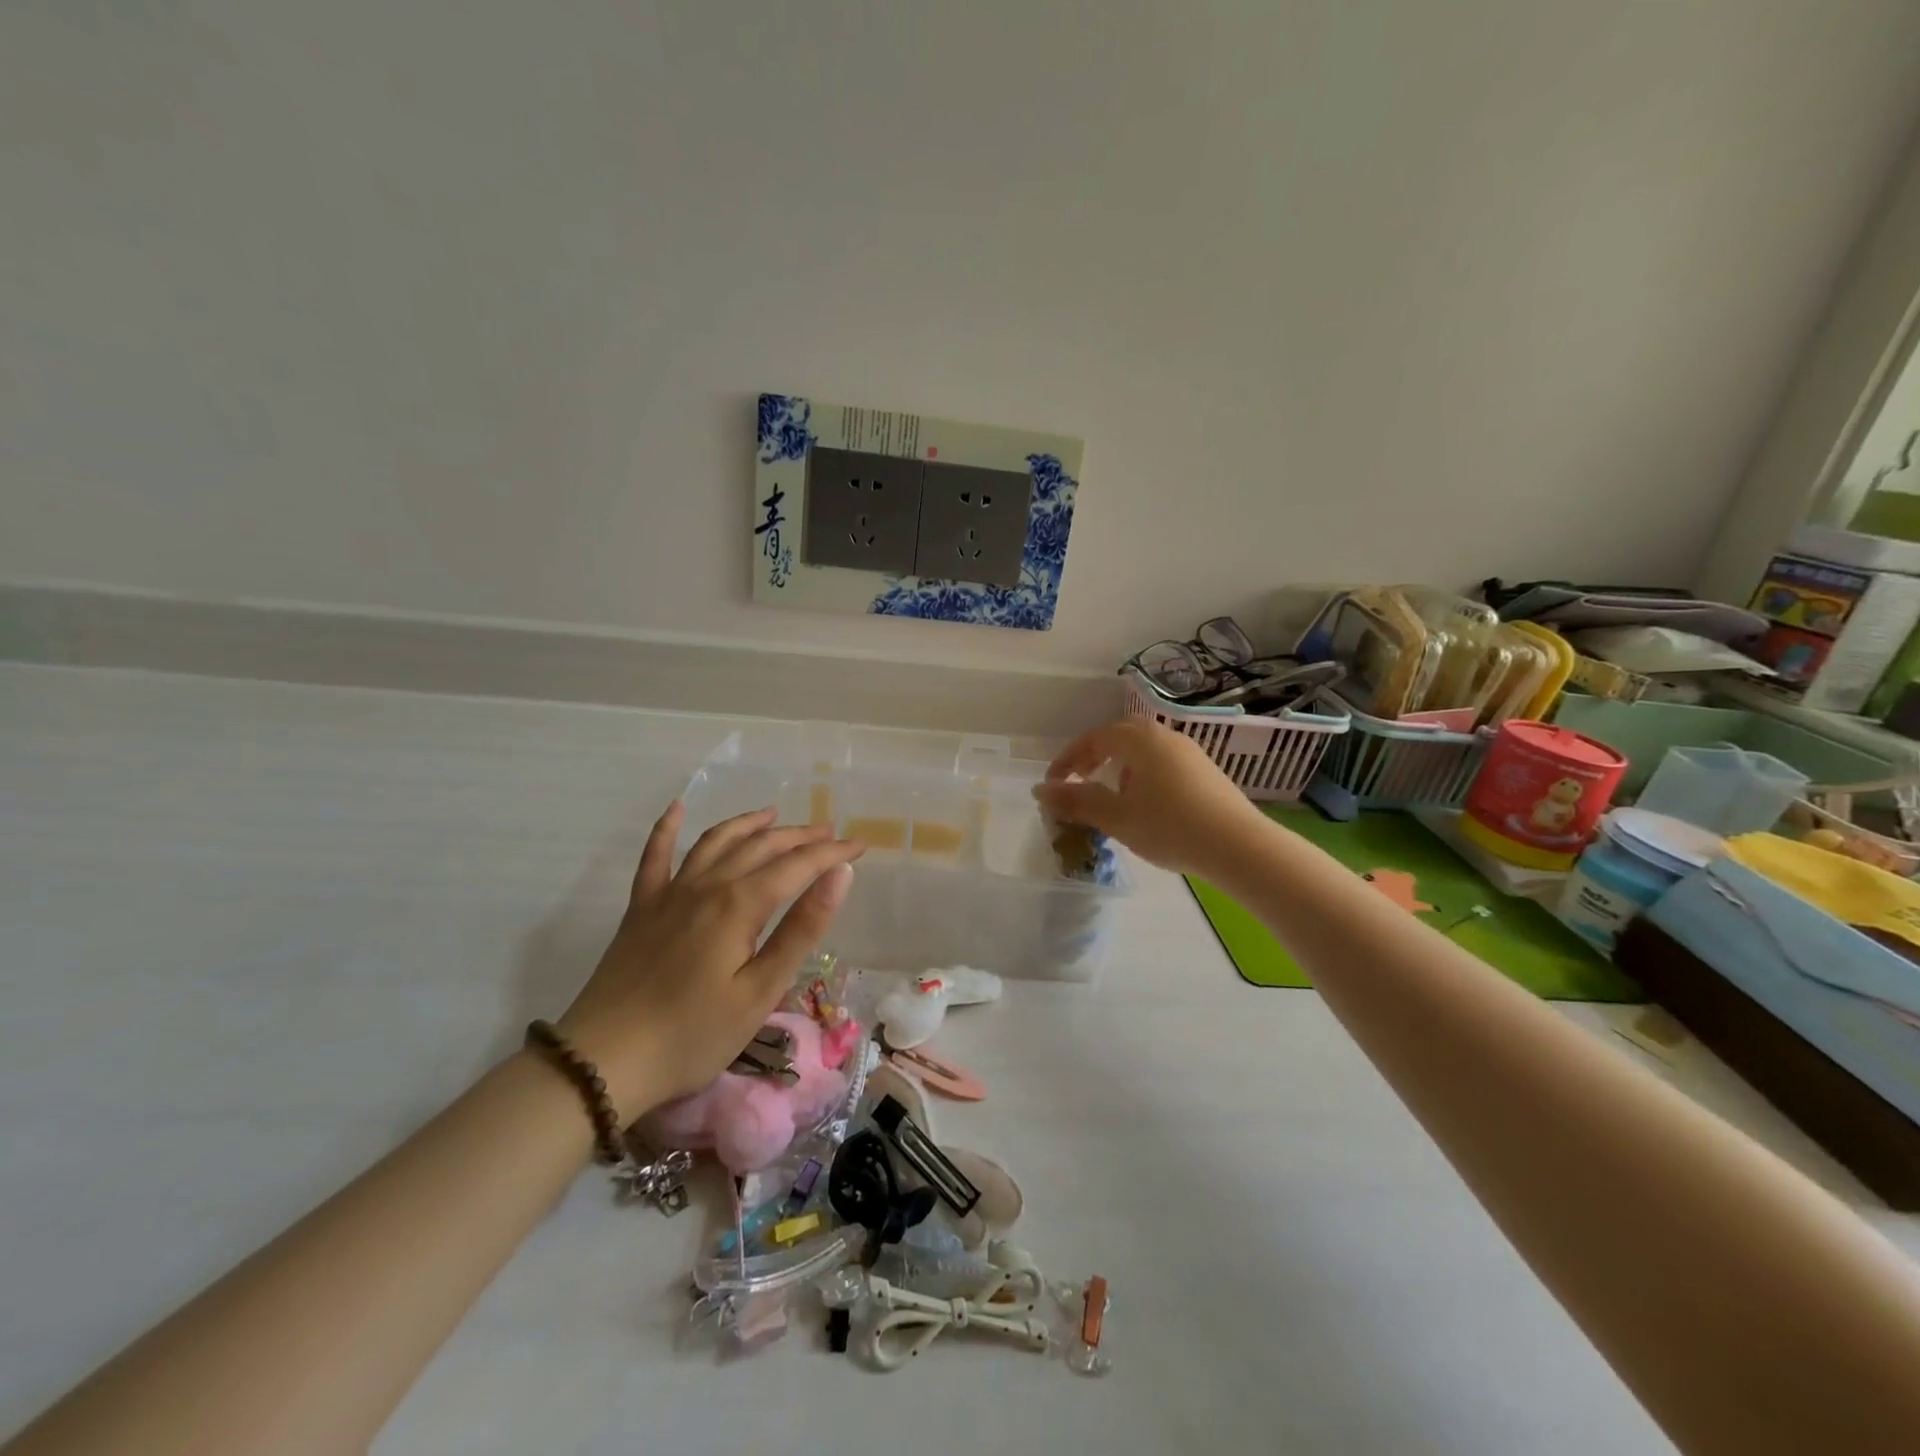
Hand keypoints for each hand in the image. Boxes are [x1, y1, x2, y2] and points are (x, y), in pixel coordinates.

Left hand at [556, 804, 864, 1119]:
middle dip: (799, 836)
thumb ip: (802, 928)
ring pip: (715, 842)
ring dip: (747, 824)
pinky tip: (676, 808)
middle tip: (829, 832)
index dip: (831, 854)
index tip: (861, 846)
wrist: (603, 1062)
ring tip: (772, 814)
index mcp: (739, 905)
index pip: (797, 866)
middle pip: (760, 847)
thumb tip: (841, 876)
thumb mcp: (761, 990)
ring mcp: (668, 893)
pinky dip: (666, 829)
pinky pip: (654, 857)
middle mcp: (705, 885)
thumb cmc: (693, 1034)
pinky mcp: (640, 909)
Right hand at [1032, 719, 1266, 876]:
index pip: (1094, 739)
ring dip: (1119, 767)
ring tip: (1110, 797)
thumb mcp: (1116, 817)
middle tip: (1079, 781)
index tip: (1053, 784)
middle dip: (1094, 758)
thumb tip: (1041, 792)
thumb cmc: (1170, 826)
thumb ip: (1076, 801)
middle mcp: (1165, 736)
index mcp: (1140, 739)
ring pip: (1143, 751)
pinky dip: (1142, 776)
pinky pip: (1162, 764)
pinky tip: (1145, 806)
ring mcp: (1189, 753)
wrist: (1239, 847)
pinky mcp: (1205, 772)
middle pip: (1119, 737)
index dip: (1068, 760)